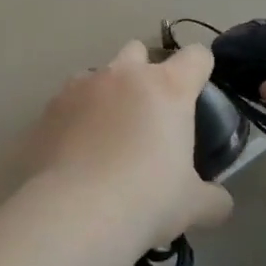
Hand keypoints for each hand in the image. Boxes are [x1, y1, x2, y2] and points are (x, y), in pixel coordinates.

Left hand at [25, 40, 231, 252]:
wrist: (74, 214)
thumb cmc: (146, 200)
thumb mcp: (194, 206)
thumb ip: (213, 197)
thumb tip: (218, 201)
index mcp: (167, 87)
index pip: (196, 56)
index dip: (200, 71)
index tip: (197, 95)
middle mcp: (123, 76)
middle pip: (138, 51)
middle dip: (144, 73)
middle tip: (148, 116)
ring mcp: (79, 87)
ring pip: (97, 75)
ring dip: (106, 95)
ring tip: (106, 137)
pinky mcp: (47, 109)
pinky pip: (66, 104)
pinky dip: (74, 120)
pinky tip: (75, 154)